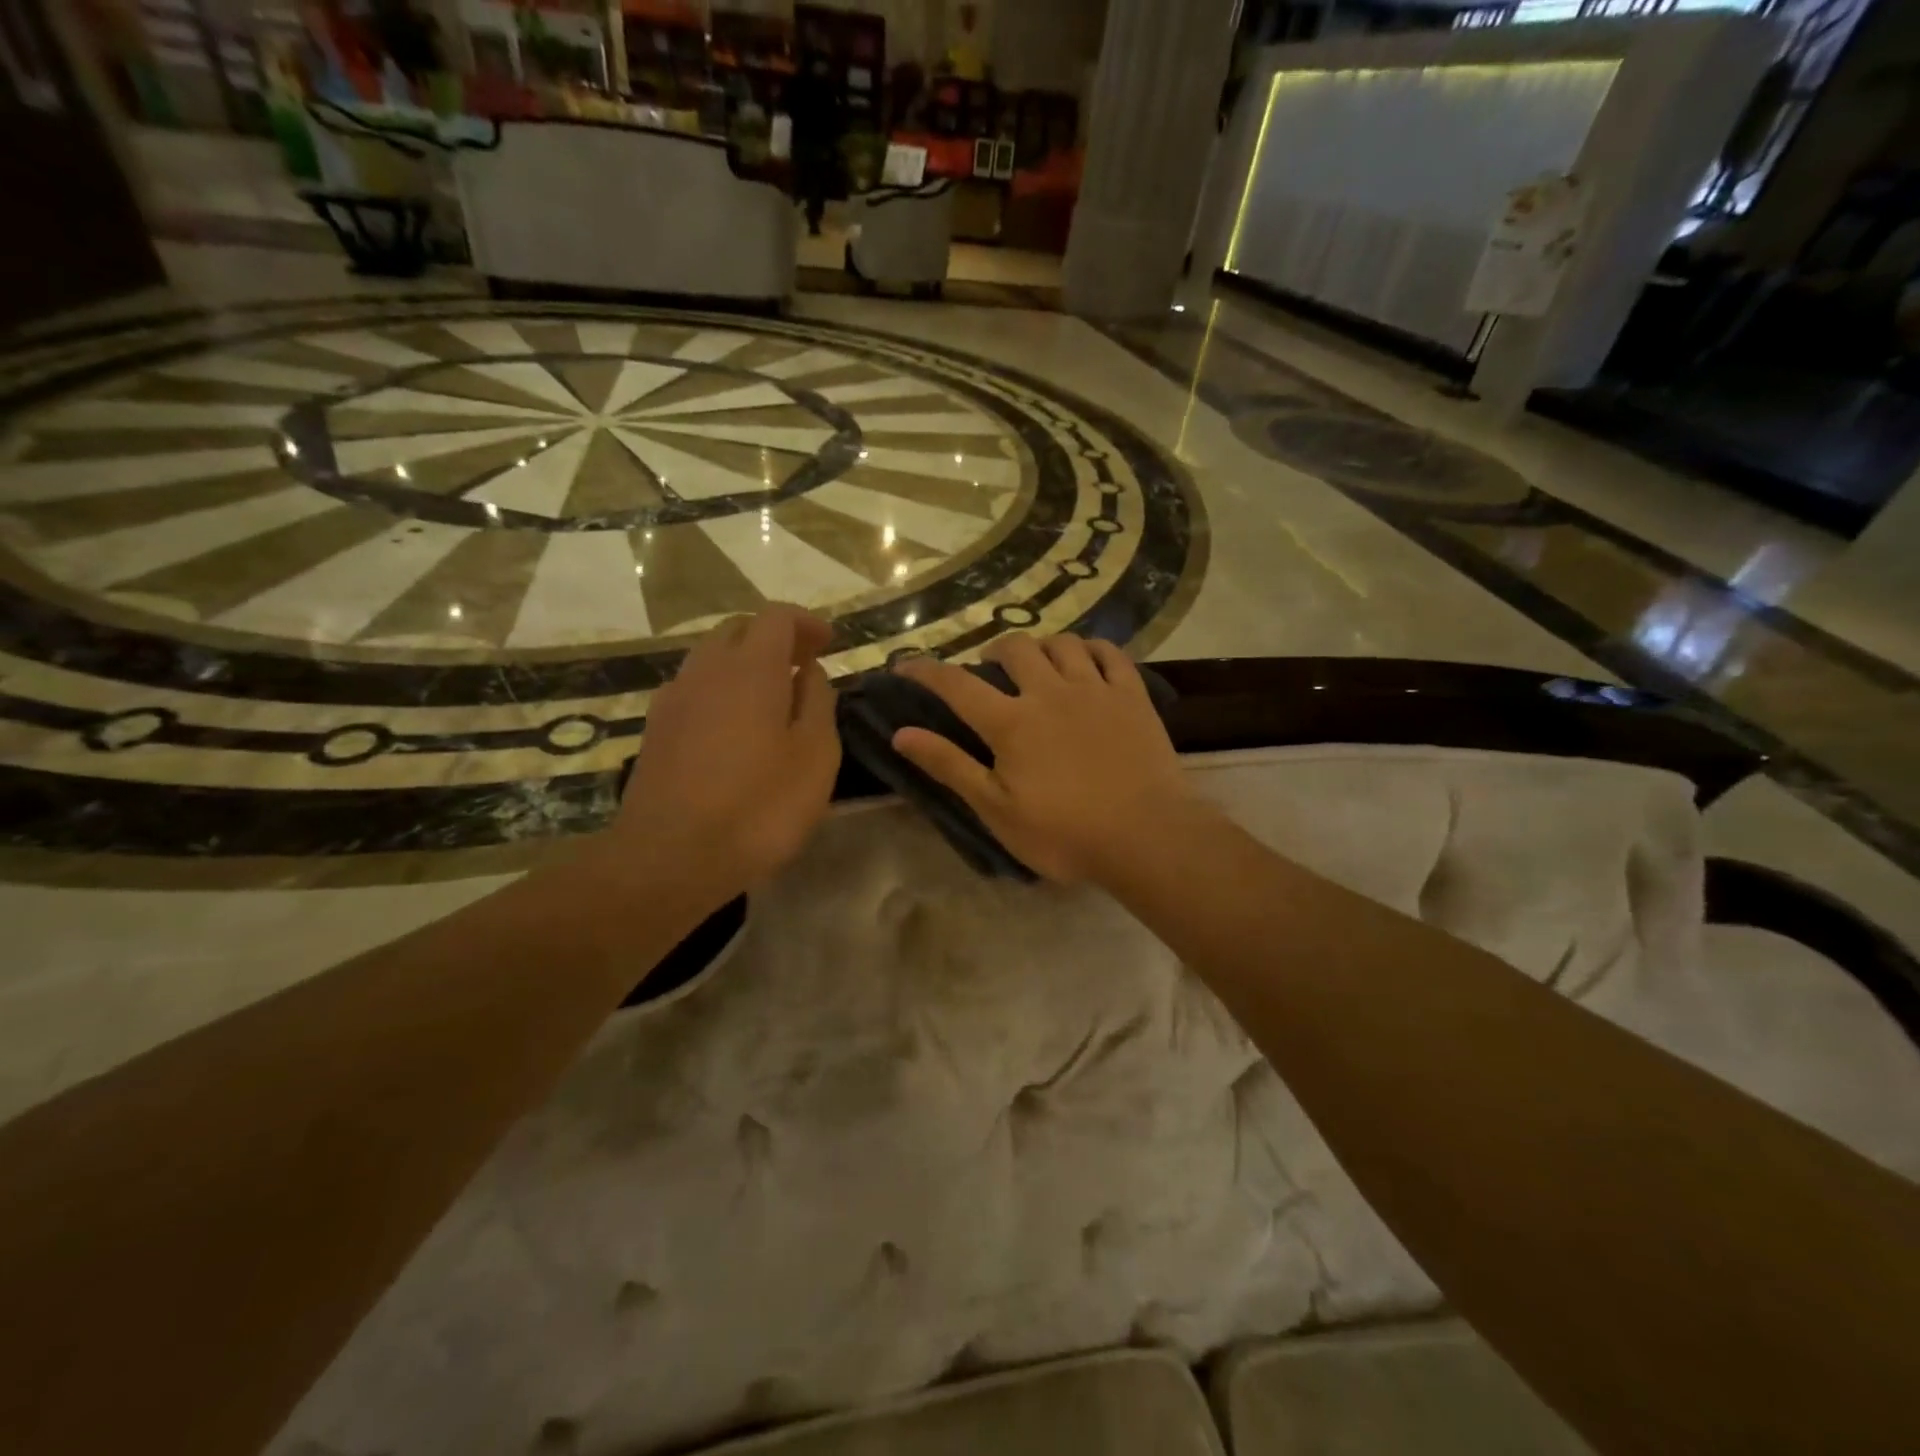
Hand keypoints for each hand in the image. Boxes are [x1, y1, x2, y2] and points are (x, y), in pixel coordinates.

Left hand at [610, 605, 839, 903]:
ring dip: (744, 663)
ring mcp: (674, 698)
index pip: (777, 617)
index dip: (806, 622)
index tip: (828, 642)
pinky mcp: (655, 728)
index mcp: (751, 669)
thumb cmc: (759, 807)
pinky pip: (693, 687)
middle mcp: (706, 669)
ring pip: (710, 657)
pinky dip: (720, 689)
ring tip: (771, 695)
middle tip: (803, 664)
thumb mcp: (815, 757)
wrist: (670, 856)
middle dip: (774, 637)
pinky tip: (733, 725)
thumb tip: (809, 673)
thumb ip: (818, 704)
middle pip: (739, 629)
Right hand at [892, 634, 1200, 883]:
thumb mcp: (997, 810)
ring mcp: (1095, 689)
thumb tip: (902, 734)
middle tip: (990, 672)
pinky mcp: (1132, 696)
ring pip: (1062, 643)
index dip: (926, 671)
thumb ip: (950, 767)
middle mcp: (1050, 692)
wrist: (1147, 836)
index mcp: (1012, 722)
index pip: (957, 685)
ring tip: (1037, 664)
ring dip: (1041, 646)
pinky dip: (1092, 648)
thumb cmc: (1065, 832)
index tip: (905, 663)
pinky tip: (1086, 660)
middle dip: (993, 652)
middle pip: (1015, 649)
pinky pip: (1110, 653)